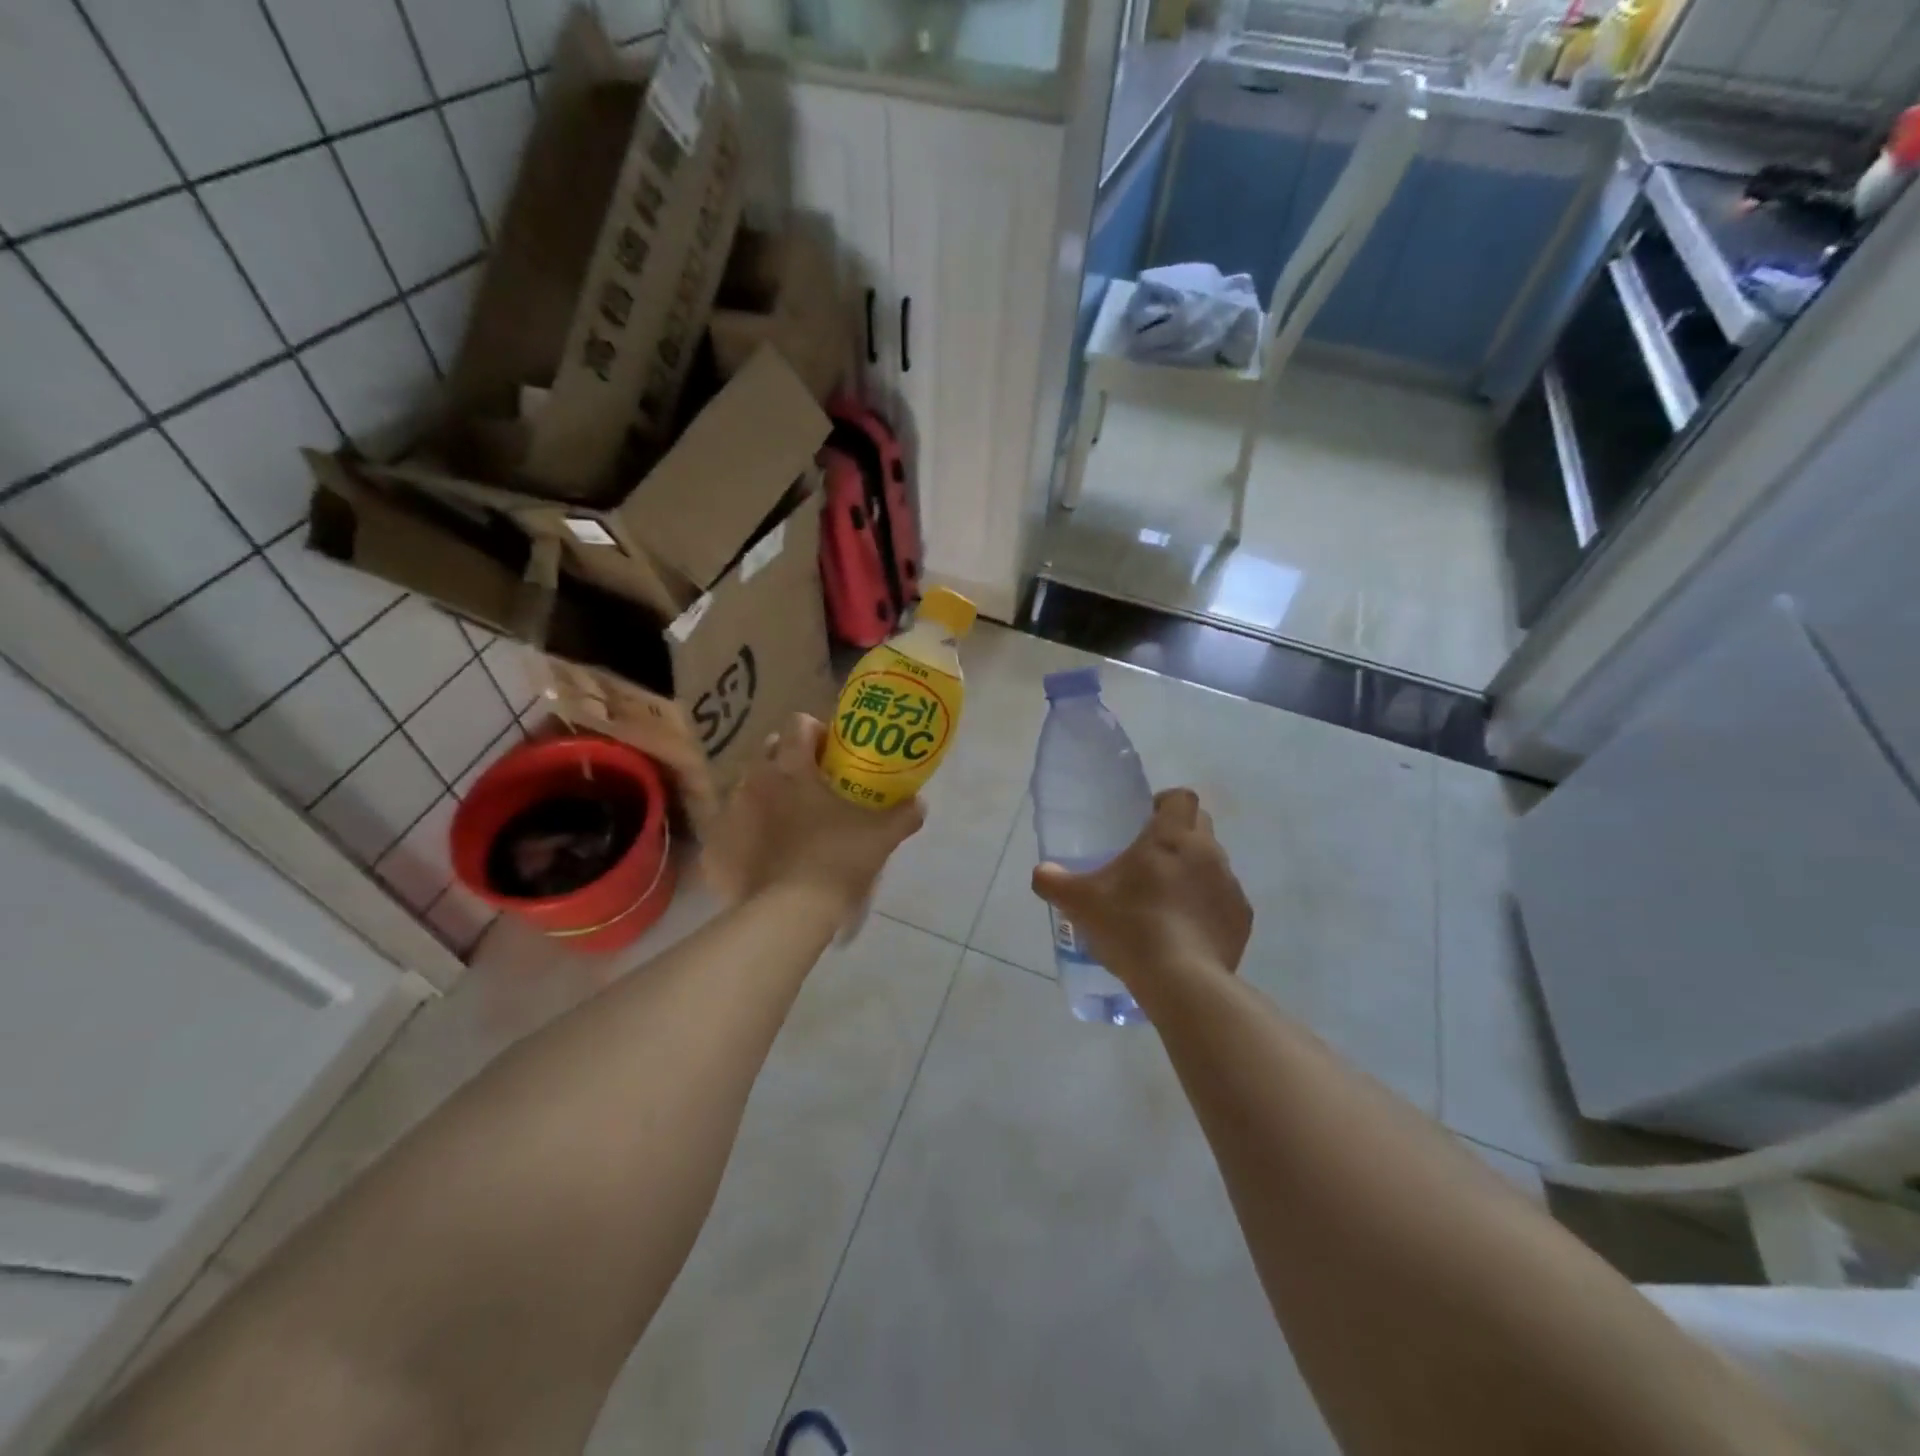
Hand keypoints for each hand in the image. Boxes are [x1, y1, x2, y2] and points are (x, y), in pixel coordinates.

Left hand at [702, 714, 924, 916]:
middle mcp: (756, 780)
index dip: (816, 732)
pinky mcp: (716, 845)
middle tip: (812, 786)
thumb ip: (903, 814)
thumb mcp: (881, 837)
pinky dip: (748, 833)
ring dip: (767, 796)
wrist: (788, 914)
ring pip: (748, 788)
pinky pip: (732, 827)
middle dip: (788, 760)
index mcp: (793, 768)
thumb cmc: (836, 861)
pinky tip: (765, 854)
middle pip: (769, 751)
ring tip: (789, 822)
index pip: (798, 724)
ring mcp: (731, 812)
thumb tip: (919, 803)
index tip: (831, 752)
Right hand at [1031, 788, 1251, 987]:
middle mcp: (1208, 852)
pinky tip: (1186, 931)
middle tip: (1150, 859)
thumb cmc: (1131, 926)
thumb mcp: (1081, 903)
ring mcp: (1230, 886)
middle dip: (1179, 834)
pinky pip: (1224, 901)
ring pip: (1213, 864)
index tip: (1146, 819)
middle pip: (1201, 825)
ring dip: (1194, 872)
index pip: (1181, 797)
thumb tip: (1042, 873)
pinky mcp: (1241, 919)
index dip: (1165, 802)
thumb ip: (1055, 882)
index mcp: (1171, 836)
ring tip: (1166, 900)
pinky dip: (1207, 908)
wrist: (1182, 981)